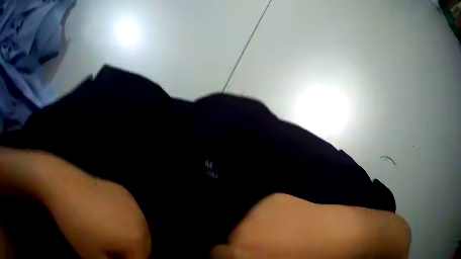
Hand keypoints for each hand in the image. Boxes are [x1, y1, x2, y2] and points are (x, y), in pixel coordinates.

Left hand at [41, 158, 151, 258]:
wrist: (63, 187)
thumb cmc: (76, 226)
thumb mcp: (92, 257)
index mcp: (136, 238)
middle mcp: (140, 220)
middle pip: (144, 247)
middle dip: (131, 253)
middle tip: (113, 254)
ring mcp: (132, 203)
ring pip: (140, 230)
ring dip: (130, 238)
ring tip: (110, 238)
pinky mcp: (123, 192)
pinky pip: (131, 214)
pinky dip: (125, 221)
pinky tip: (107, 219)